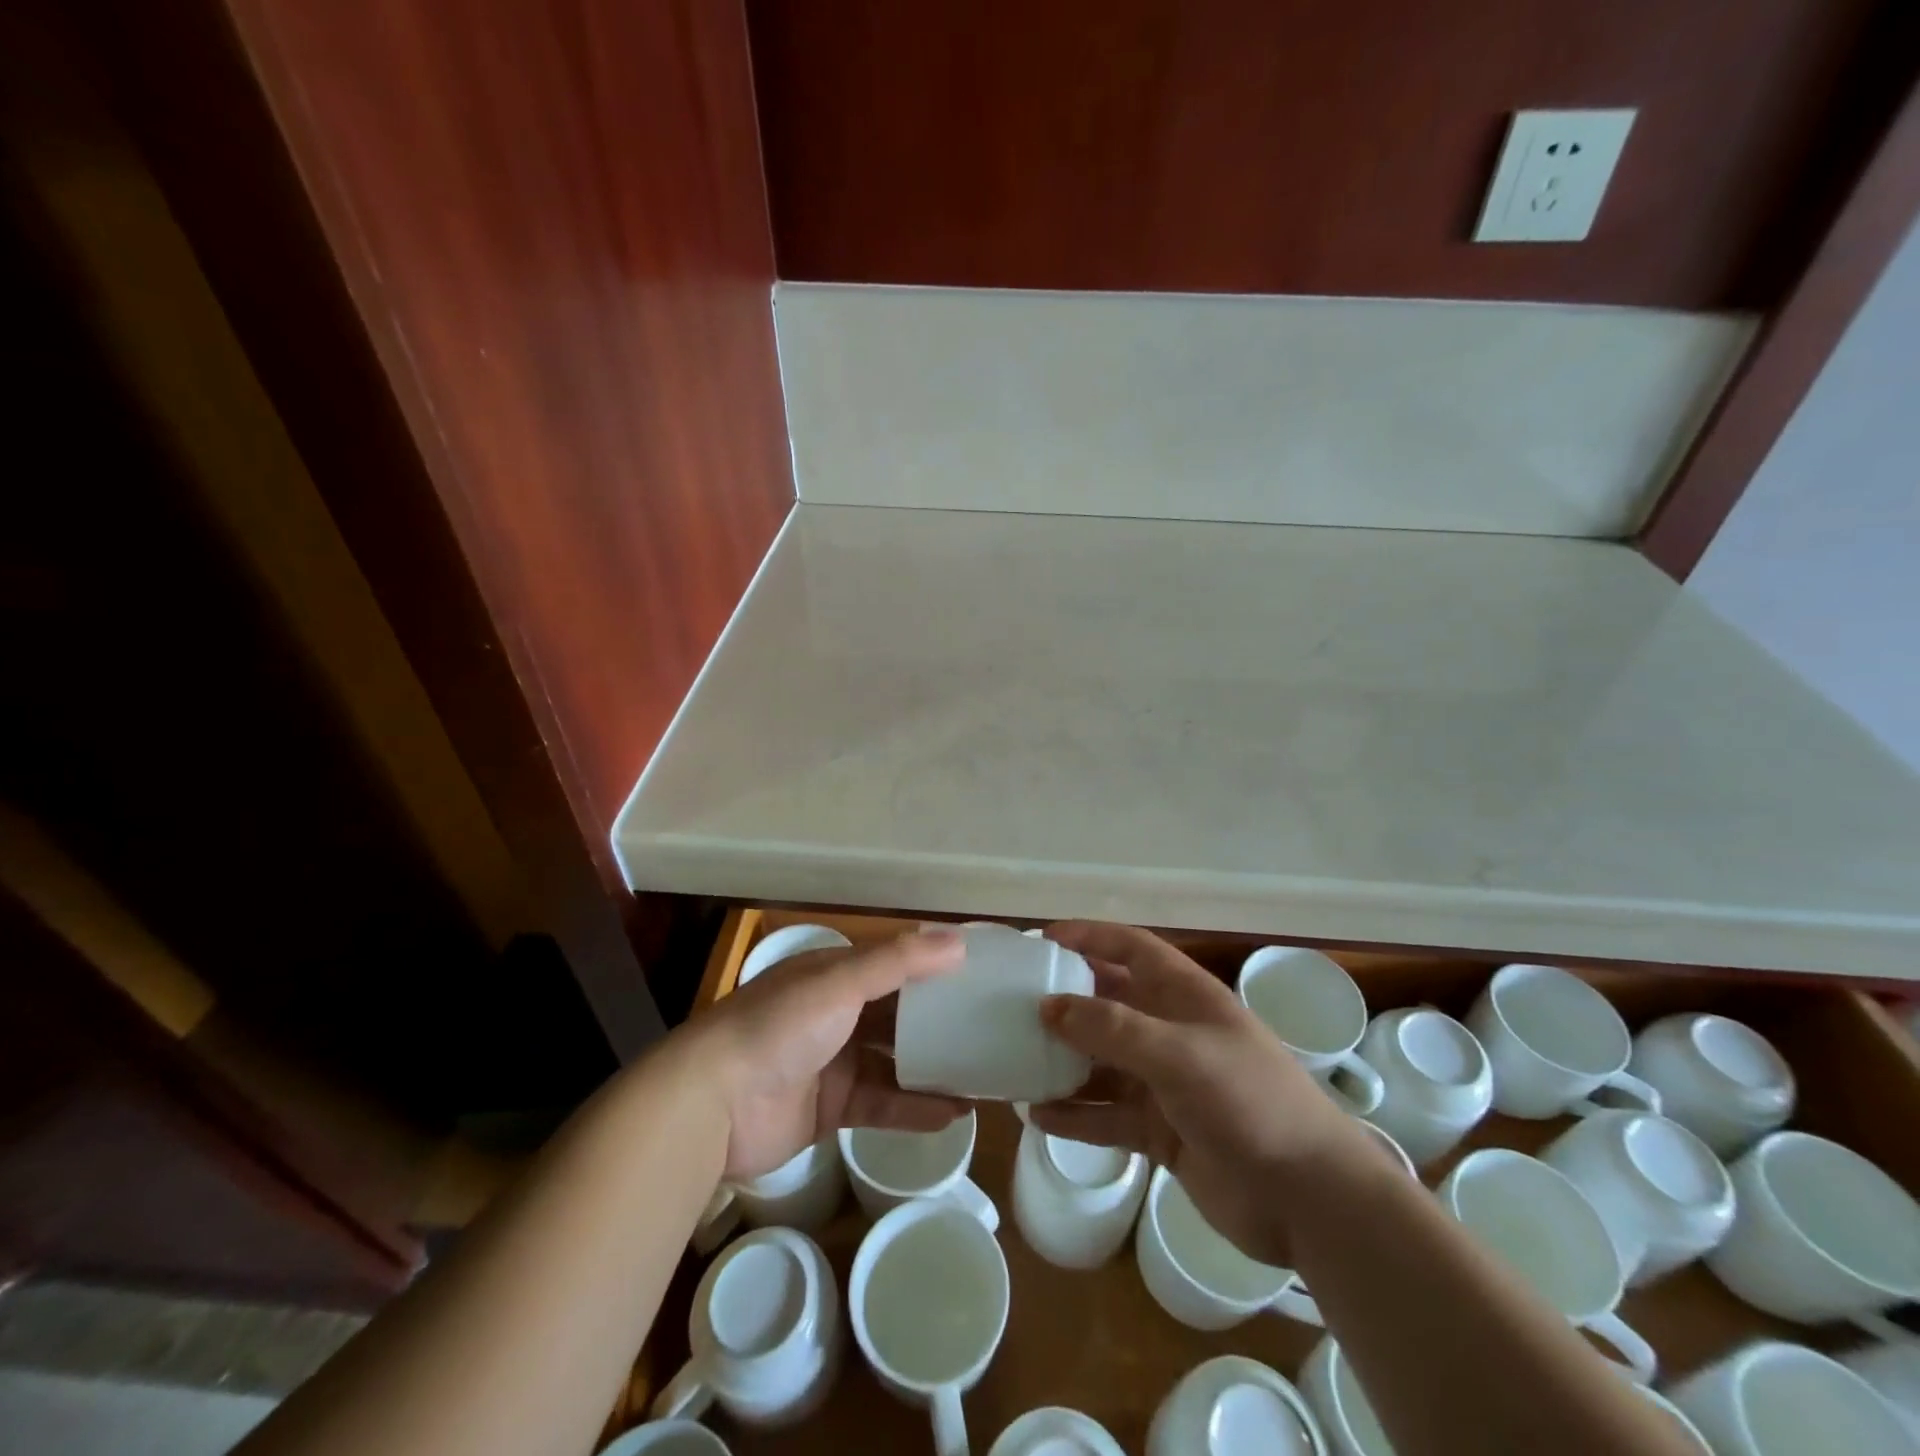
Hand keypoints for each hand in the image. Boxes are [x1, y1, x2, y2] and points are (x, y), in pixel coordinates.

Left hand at [687, 929, 969, 1180]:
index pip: (894, 962)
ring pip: (895, 1061)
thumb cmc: (779, 1027)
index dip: (934, 965)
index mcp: (834, 974)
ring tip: (982, 1075)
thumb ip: (899, 961)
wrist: (712, 1104)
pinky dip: (915, 1108)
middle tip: (990, 1027)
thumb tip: (960, 940)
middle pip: (898, 1014)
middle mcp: (836, 1013)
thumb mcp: (840, 982)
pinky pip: (882, 1104)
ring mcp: (833, 1062)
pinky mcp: (831, 1108)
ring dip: (934, 1068)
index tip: (981, 971)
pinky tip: (953, 1114)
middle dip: (939, 1020)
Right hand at [1031, 921, 1373, 1266]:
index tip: (1040, 942)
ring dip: (1064, 1062)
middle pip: (1109, 1003)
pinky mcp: (1162, 1131)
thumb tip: (1048, 1006)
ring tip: (1015, 1060)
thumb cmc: (1248, 1101)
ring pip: (1102, 1062)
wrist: (1310, 1199)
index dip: (1088, 937)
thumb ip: (1111, 1028)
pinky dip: (1076, 1115)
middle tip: (1013, 1005)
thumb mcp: (1178, 1054)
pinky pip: (1108, 1115)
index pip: (1131, 948)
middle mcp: (1172, 1031)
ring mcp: (1166, 1083)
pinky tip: (1038, 1117)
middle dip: (1066, 1002)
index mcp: (1185, 996)